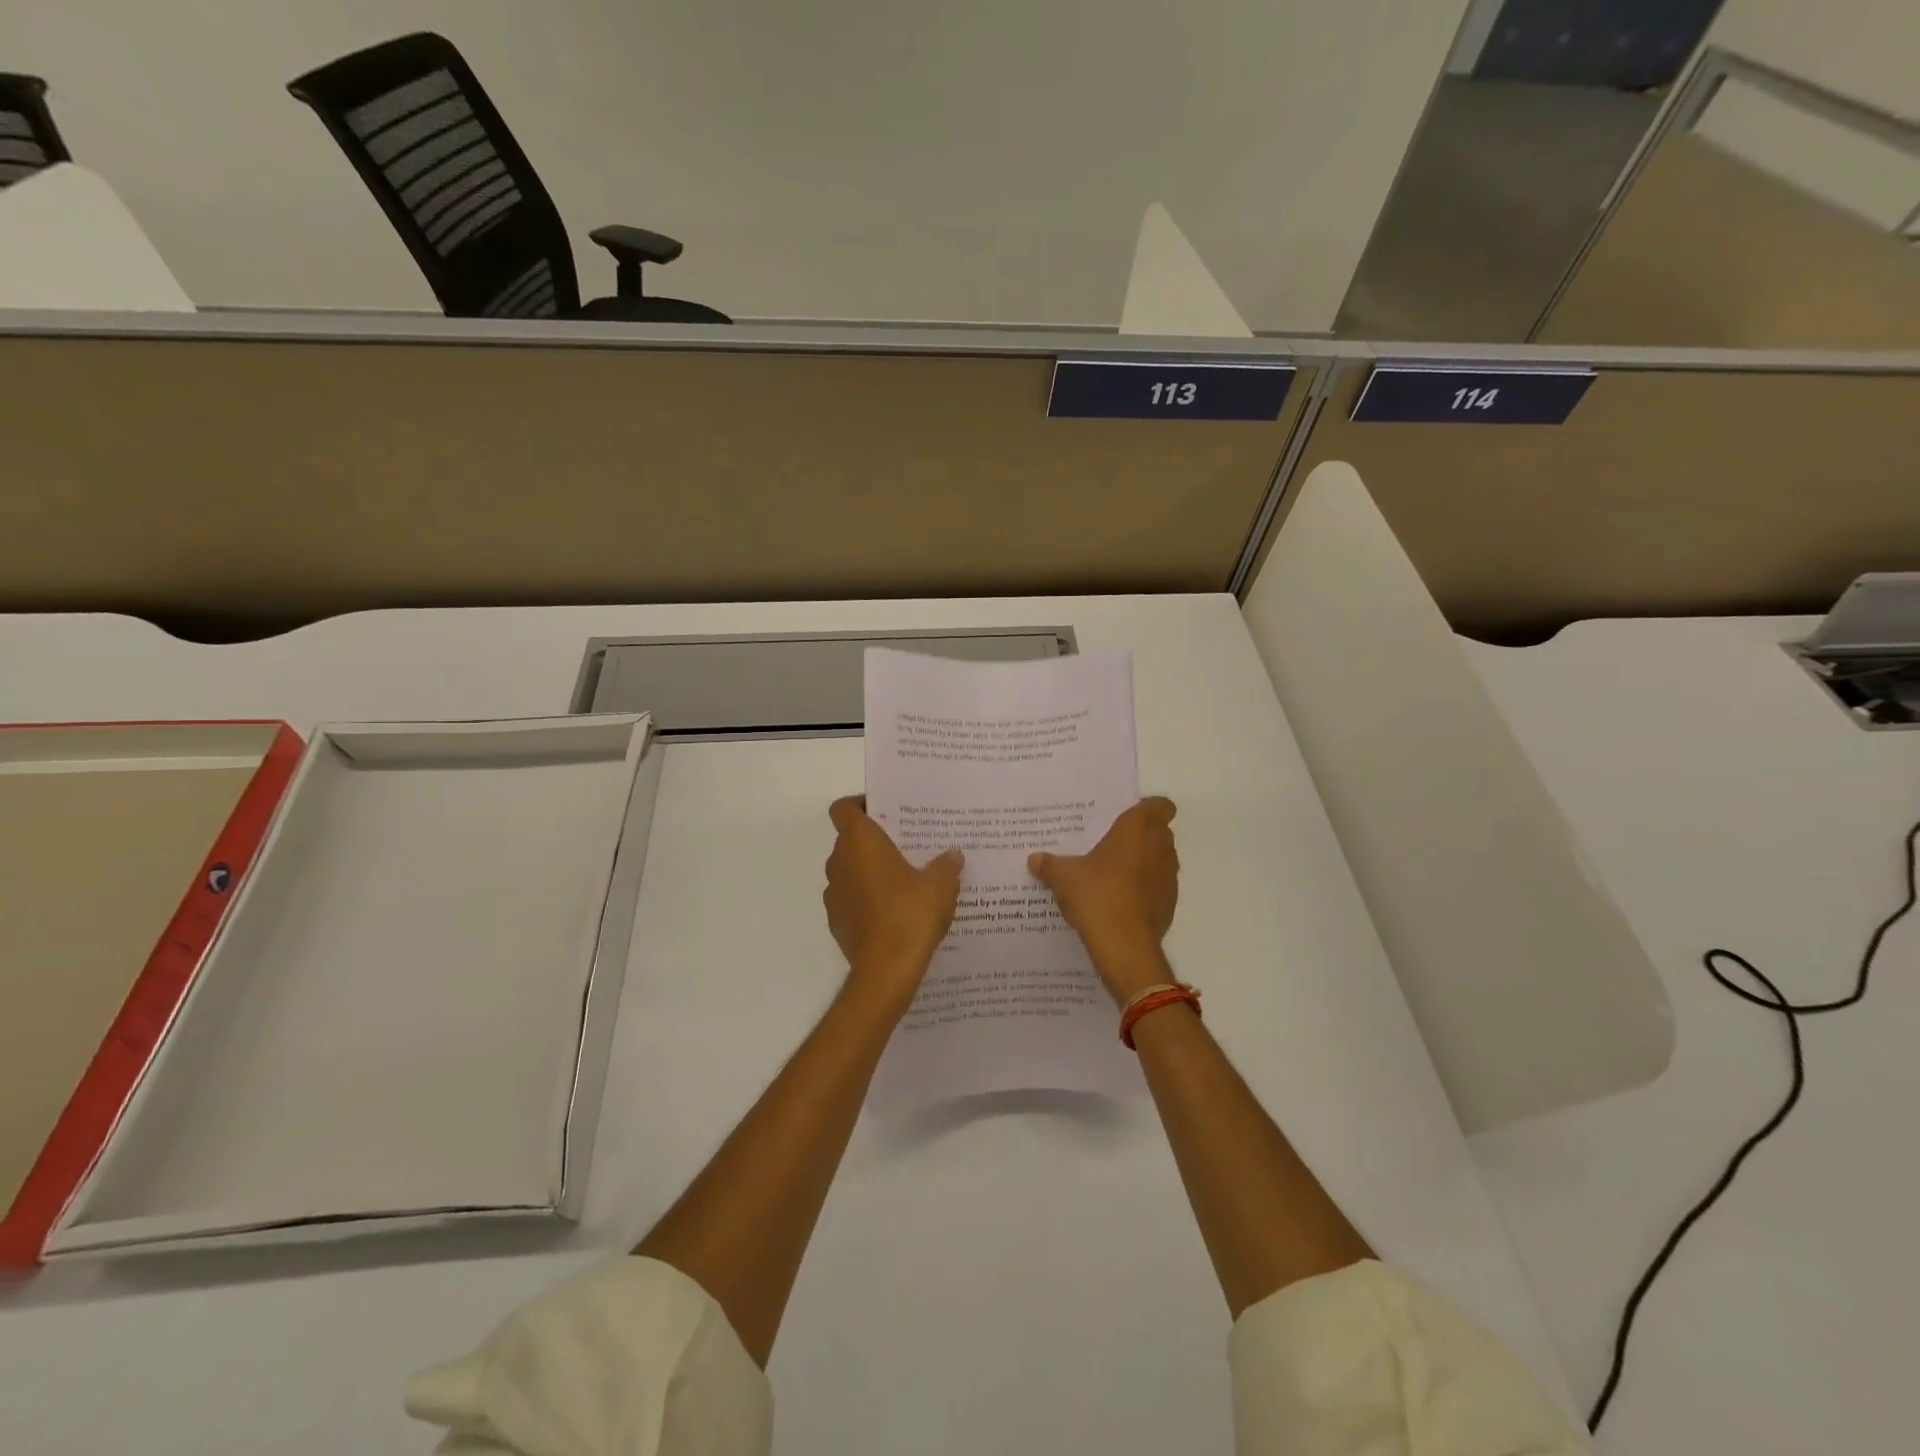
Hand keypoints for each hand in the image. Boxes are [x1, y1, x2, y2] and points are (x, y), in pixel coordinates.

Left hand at [824, 796, 963, 1016]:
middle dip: (874, 841)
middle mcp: (840, 861)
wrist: (886, 971)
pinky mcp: (836, 921)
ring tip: (904, 881)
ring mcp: (834, 893)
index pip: (844, 808)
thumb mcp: (941, 885)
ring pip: (850, 870)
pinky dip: (866, 899)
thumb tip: (952, 856)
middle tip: (906, 847)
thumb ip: (946, 865)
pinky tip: (894, 913)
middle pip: (850, 839)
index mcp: (860, 841)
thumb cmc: (910, 914)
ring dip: (869, 871)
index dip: (860, 804)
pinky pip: (851, 898)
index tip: (885, 812)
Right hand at [1029, 797, 1178, 1005]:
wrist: (1124, 946)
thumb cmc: (1097, 895)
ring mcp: (1169, 877)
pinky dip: (1144, 889)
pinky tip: (1119, 901)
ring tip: (1112, 873)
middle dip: (1140, 836)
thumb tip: (1035, 859)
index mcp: (1138, 829)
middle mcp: (1160, 848)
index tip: (1125, 817)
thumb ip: (1050, 864)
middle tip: (1109, 844)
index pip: (1160, 805)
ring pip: (1160, 860)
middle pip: (1159, 832)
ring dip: (1143, 863)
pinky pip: (1157, 887)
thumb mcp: (1064, 877)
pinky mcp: (1169, 904)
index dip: (1148, 808)